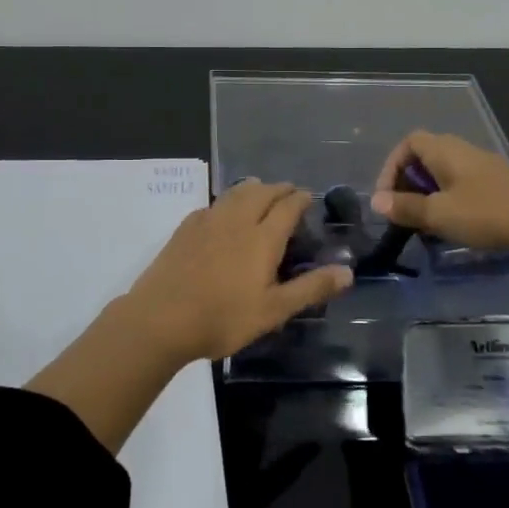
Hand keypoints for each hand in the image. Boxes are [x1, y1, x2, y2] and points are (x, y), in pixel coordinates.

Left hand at [120, 181, 353, 362]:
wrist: (160, 318)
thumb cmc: (223, 318)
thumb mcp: (273, 310)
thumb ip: (311, 288)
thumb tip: (348, 271)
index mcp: (262, 237)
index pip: (287, 206)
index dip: (301, 198)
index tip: (309, 197)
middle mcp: (237, 220)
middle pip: (262, 191)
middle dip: (279, 189)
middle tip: (289, 194)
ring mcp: (208, 220)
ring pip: (235, 192)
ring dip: (253, 188)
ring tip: (261, 193)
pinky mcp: (186, 228)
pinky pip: (214, 204)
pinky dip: (228, 201)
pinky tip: (224, 213)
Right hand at [371, 131, 508, 252]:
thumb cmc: (491, 213)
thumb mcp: (441, 214)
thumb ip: (407, 208)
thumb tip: (376, 202)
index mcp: (445, 151)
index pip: (409, 143)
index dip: (391, 166)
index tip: (386, 197)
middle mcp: (462, 153)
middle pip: (425, 160)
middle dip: (408, 186)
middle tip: (402, 215)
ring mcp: (483, 171)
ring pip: (444, 178)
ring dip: (429, 199)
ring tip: (423, 227)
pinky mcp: (498, 191)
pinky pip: (462, 191)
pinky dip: (450, 206)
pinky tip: (453, 230)